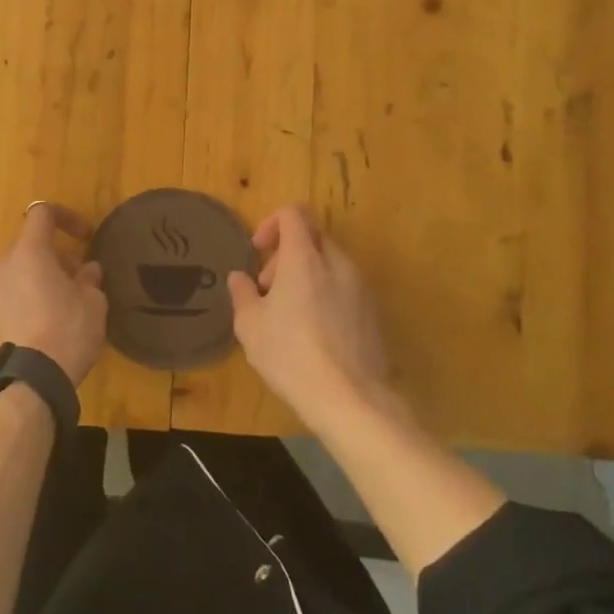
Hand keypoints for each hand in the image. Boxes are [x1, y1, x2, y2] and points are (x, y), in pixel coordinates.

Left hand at [0, 202, 106, 386]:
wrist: (29, 383)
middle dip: (46, 258)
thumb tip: (87, 269)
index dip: (65, 218)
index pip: (43, 213)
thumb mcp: (94, 304)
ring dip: (15, 280)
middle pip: (22, 248)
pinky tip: (1, 320)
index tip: (84, 237)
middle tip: (68, 281)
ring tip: (34, 303)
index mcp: (29, 251)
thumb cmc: (67, 333)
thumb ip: (89, 279)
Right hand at [227, 205, 390, 419]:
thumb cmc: (291, 355)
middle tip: (268, 290)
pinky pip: (345, 289)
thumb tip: (239, 278)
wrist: (351, 400)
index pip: (293, 213)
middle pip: (312, 237)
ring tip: (289, 315)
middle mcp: (337, 264)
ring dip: (306, 276)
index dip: (271, 223)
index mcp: (304, 258)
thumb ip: (243, 294)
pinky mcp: (373, 314)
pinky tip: (314, 335)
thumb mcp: (250, 326)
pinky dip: (326, 296)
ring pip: (329, 264)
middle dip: (286, 255)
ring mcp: (360, 288)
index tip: (258, 250)